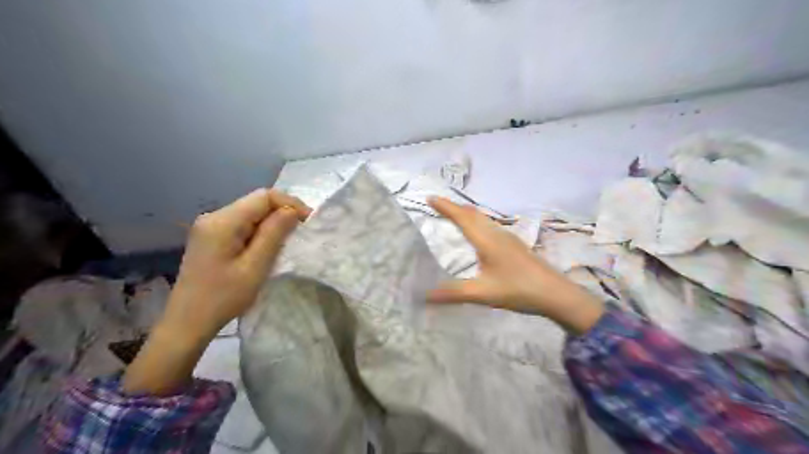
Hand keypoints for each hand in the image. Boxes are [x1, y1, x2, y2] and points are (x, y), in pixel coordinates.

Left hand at [123, 189, 309, 393]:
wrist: (188, 323)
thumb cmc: (223, 297)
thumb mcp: (255, 267)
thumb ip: (274, 234)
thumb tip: (292, 210)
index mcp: (222, 222)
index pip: (264, 196)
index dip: (290, 203)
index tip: (308, 221)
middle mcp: (213, 217)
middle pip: (256, 203)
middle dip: (282, 213)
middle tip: (301, 232)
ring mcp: (209, 226)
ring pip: (250, 213)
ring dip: (272, 223)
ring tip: (287, 241)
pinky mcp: (210, 237)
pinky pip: (242, 224)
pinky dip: (260, 231)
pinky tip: (266, 247)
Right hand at [426, 197, 602, 332]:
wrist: (556, 294)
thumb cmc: (518, 290)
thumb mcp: (483, 293)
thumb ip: (453, 293)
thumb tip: (424, 295)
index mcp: (487, 241)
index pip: (462, 218)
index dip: (446, 207)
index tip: (430, 197)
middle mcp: (497, 234)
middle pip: (473, 214)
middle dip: (454, 207)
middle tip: (438, 205)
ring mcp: (508, 239)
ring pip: (483, 219)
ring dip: (467, 214)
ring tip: (454, 215)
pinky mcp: (515, 246)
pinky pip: (491, 227)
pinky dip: (478, 223)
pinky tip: (479, 234)